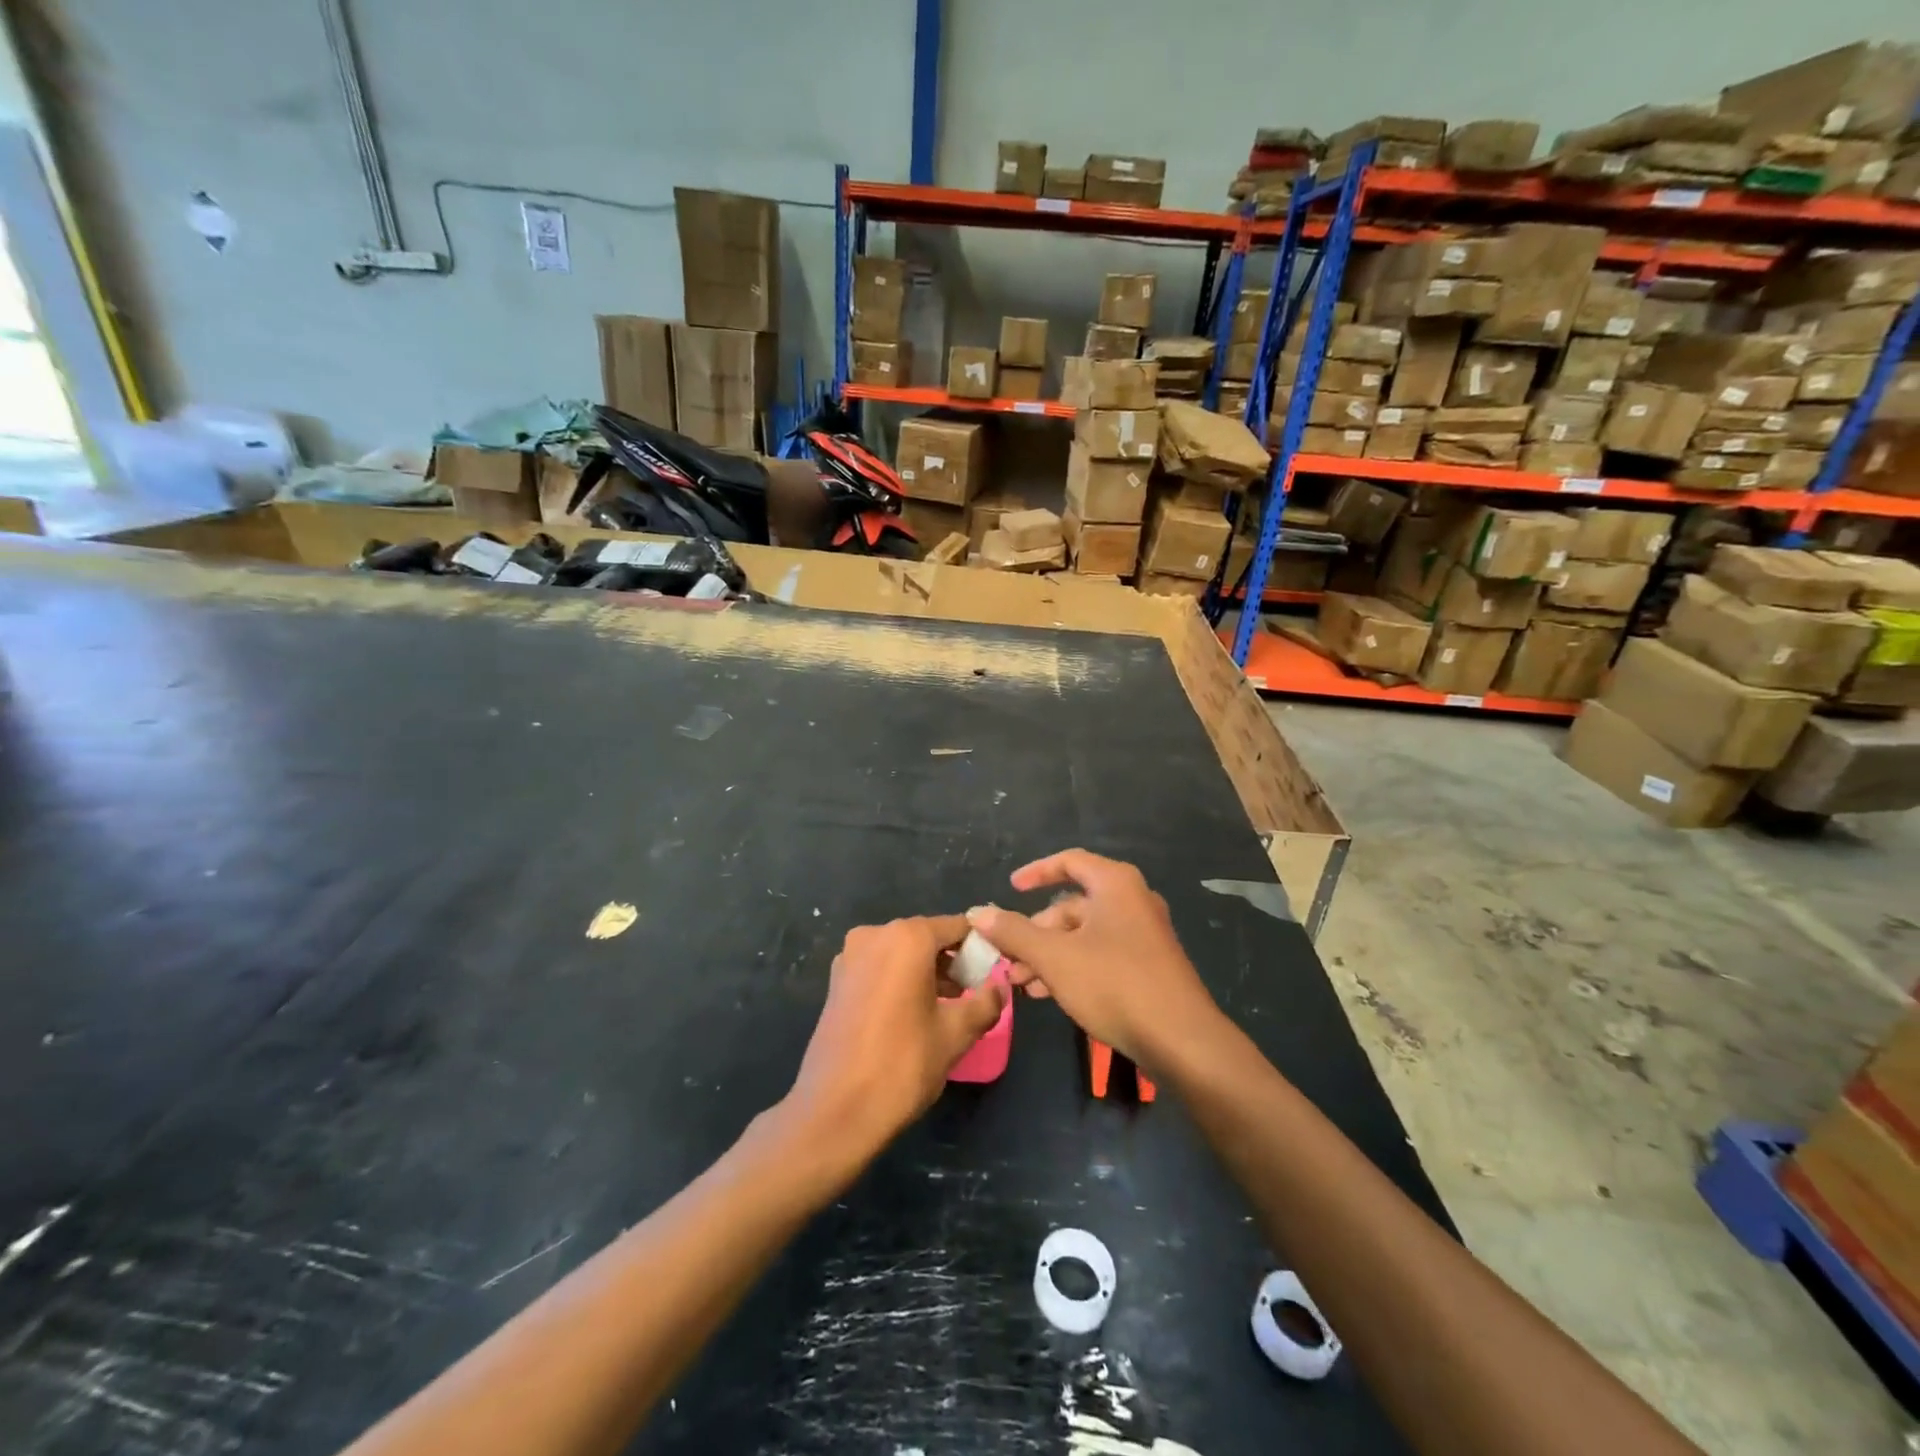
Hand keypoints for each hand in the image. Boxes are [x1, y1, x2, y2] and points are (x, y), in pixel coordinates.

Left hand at [785, 916, 1006, 1163]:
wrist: (834, 1111)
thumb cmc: (902, 1064)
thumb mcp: (956, 1034)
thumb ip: (986, 1003)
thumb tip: (1000, 988)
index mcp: (907, 937)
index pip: (957, 927)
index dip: (980, 947)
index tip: (996, 971)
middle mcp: (875, 935)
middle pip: (927, 937)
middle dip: (953, 961)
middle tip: (975, 993)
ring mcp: (850, 957)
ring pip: (902, 953)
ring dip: (927, 972)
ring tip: (949, 1007)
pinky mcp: (836, 981)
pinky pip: (880, 968)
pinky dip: (901, 980)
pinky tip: (915, 1014)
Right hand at [968, 851, 1219, 1073]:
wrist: (1181, 1040)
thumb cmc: (1114, 984)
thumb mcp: (1054, 957)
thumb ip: (1013, 932)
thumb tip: (977, 913)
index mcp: (1115, 884)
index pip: (1069, 862)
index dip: (1035, 872)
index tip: (1009, 889)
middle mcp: (1132, 900)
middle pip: (1072, 904)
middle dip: (1035, 931)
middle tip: (1008, 957)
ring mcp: (1143, 934)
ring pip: (1084, 934)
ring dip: (1049, 954)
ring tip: (1021, 984)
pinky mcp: (1148, 965)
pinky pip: (1100, 953)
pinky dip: (1072, 966)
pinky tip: (1050, 994)